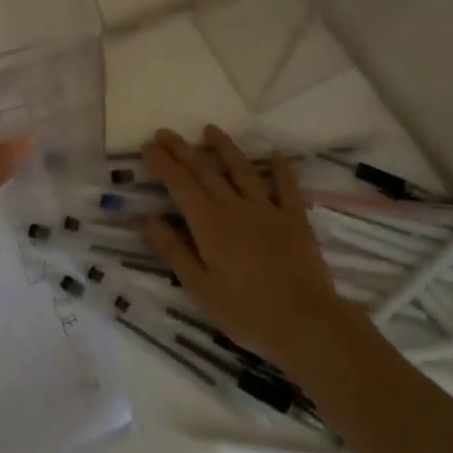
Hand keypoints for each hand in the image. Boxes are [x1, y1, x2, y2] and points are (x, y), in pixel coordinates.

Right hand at [140, 125, 355, 371]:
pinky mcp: (294, 219)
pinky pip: (286, 187)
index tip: (147, 146)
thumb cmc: (246, 312)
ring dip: (224, 148)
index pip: (179, 184)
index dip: (162, 163)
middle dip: (182, 150)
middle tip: (165, 132)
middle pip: (205, 171)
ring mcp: (267, 210)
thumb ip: (174, 251)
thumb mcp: (199, 288)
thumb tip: (148, 219)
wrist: (305, 323)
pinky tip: (275, 153)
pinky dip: (280, 168)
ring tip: (210, 129)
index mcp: (209, 224)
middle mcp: (235, 207)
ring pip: (242, 170)